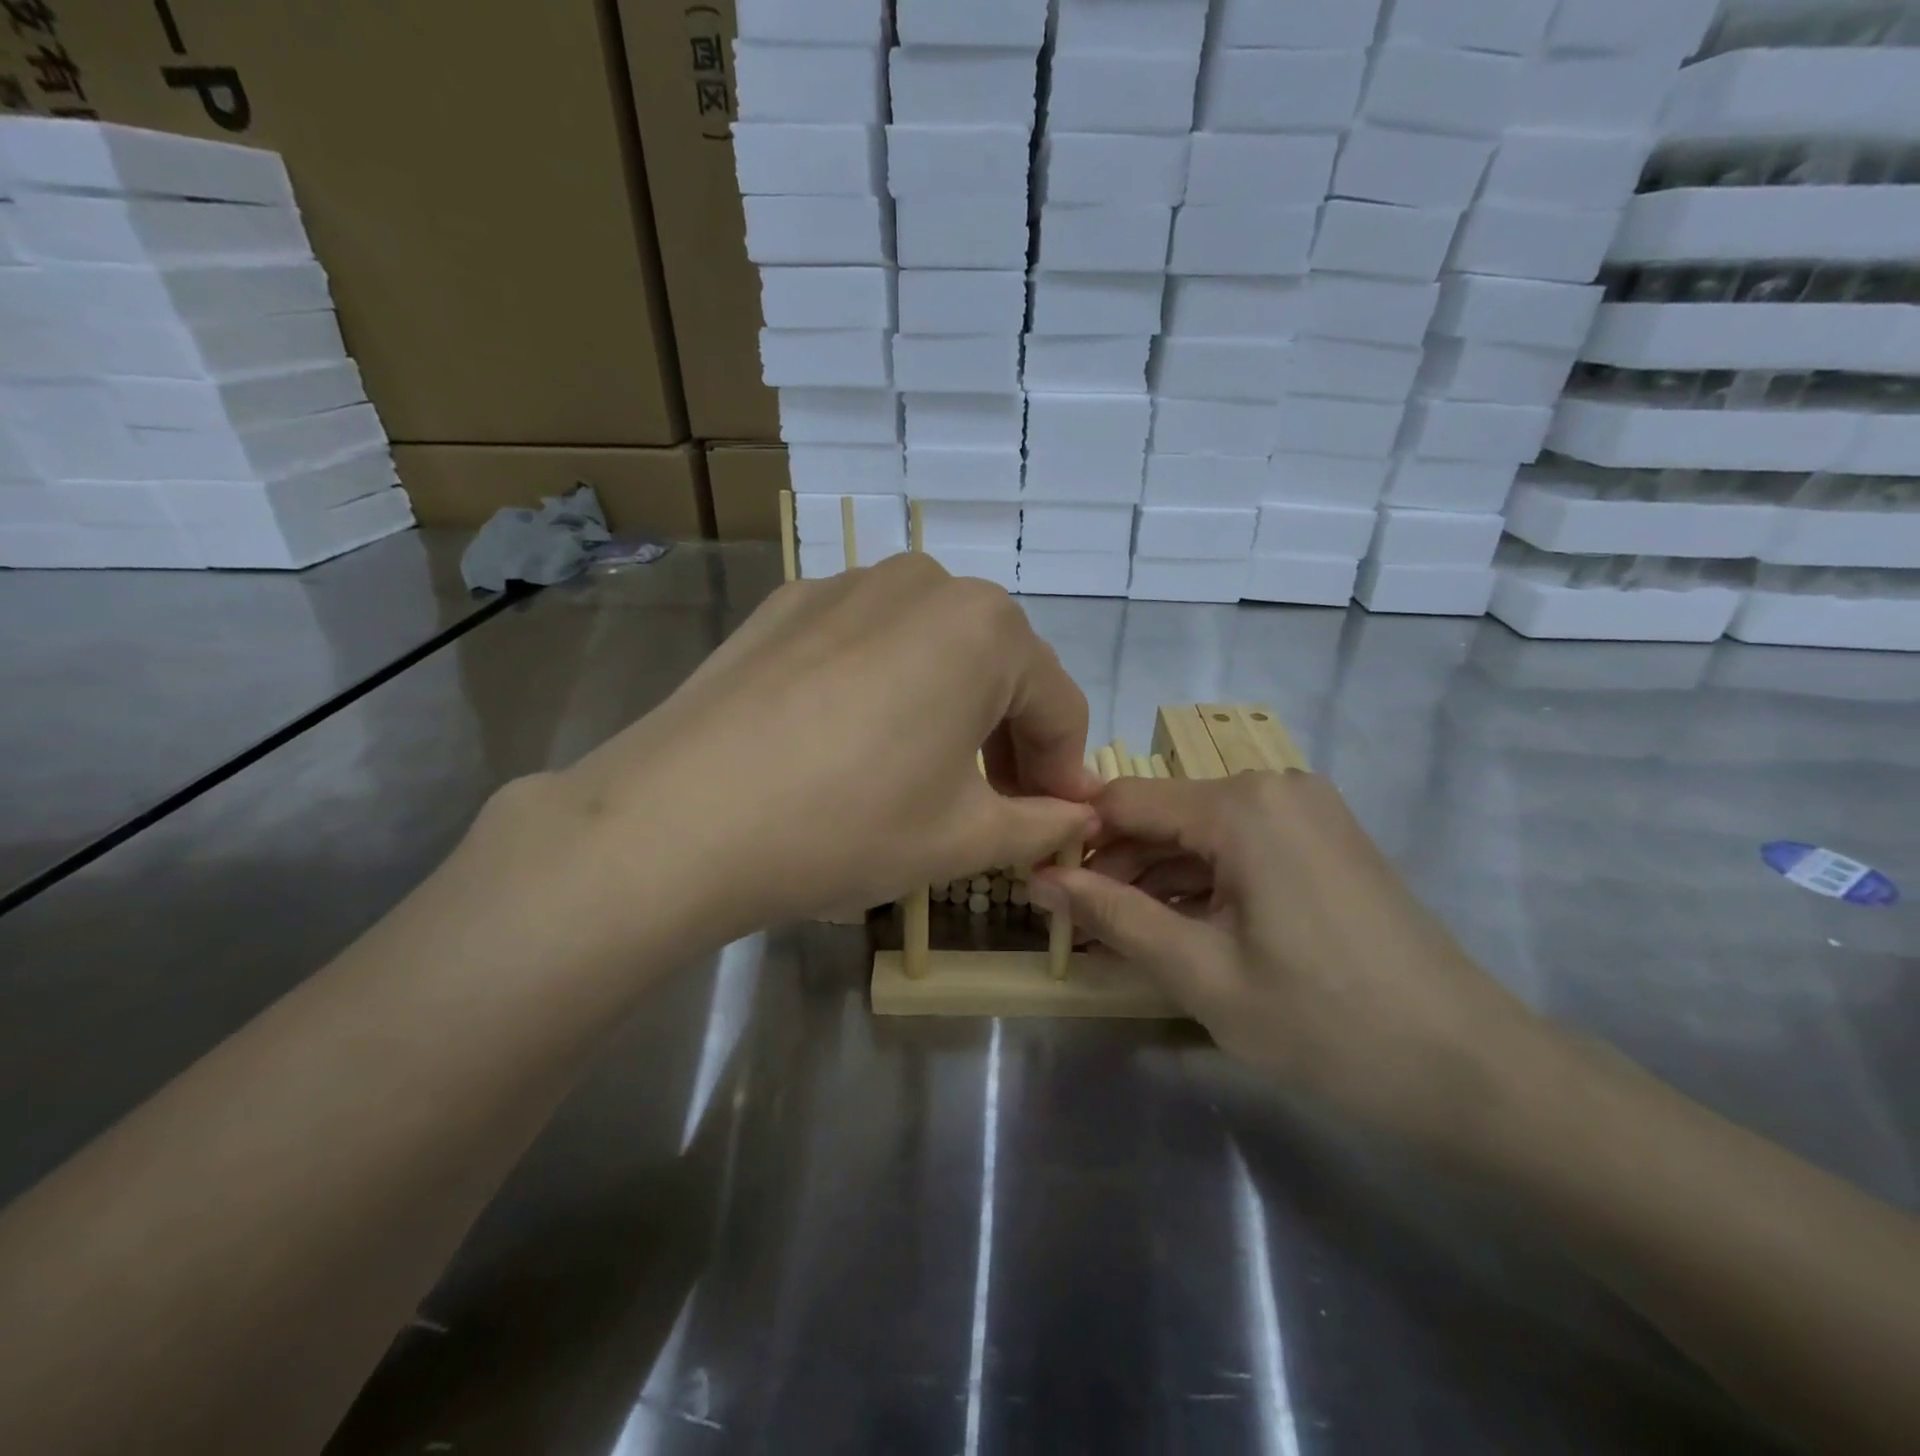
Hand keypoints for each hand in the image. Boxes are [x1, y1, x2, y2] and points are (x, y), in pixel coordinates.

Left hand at [541, 553, 1101, 945]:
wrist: (680, 819)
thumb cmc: (848, 824)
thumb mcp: (963, 839)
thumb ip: (1040, 823)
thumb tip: (1078, 814)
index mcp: (986, 626)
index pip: (1058, 704)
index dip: (1065, 770)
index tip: (1060, 821)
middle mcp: (924, 582)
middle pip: (997, 668)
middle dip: (1009, 739)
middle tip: (997, 807)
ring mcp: (846, 585)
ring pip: (931, 650)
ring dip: (949, 709)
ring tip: (925, 776)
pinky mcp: (787, 605)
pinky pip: (867, 645)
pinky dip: (885, 689)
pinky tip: (852, 744)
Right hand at [1032, 771, 1539, 1142]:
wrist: (1472, 1069)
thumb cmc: (1325, 1022)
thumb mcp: (1200, 973)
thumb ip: (1113, 916)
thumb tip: (1039, 880)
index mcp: (1241, 804)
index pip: (1123, 801)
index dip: (1076, 842)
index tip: (1043, 890)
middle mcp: (1272, 785)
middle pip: (1162, 814)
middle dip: (1116, 868)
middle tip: (1078, 927)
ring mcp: (1304, 811)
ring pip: (1199, 833)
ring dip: (1156, 880)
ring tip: (1120, 937)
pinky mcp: (1322, 840)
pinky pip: (1239, 847)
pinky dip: (1201, 883)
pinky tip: (1179, 930)